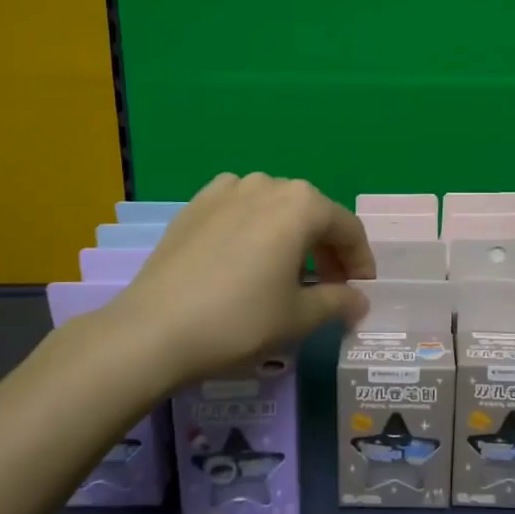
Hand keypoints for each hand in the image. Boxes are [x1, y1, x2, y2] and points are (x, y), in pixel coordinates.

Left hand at [100, 173, 373, 385]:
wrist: (153, 329)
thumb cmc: (239, 320)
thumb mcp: (299, 317)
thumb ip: (338, 302)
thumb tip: (359, 301)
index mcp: (301, 204)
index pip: (347, 229)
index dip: (360, 262)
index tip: (361, 292)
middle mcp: (267, 184)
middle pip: (312, 214)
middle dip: (327, 250)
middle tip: (329, 287)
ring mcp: (226, 189)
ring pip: (275, 208)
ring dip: (291, 237)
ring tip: (287, 273)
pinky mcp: (195, 205)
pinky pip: (239, 208)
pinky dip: (254, 228)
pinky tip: (246, 257)